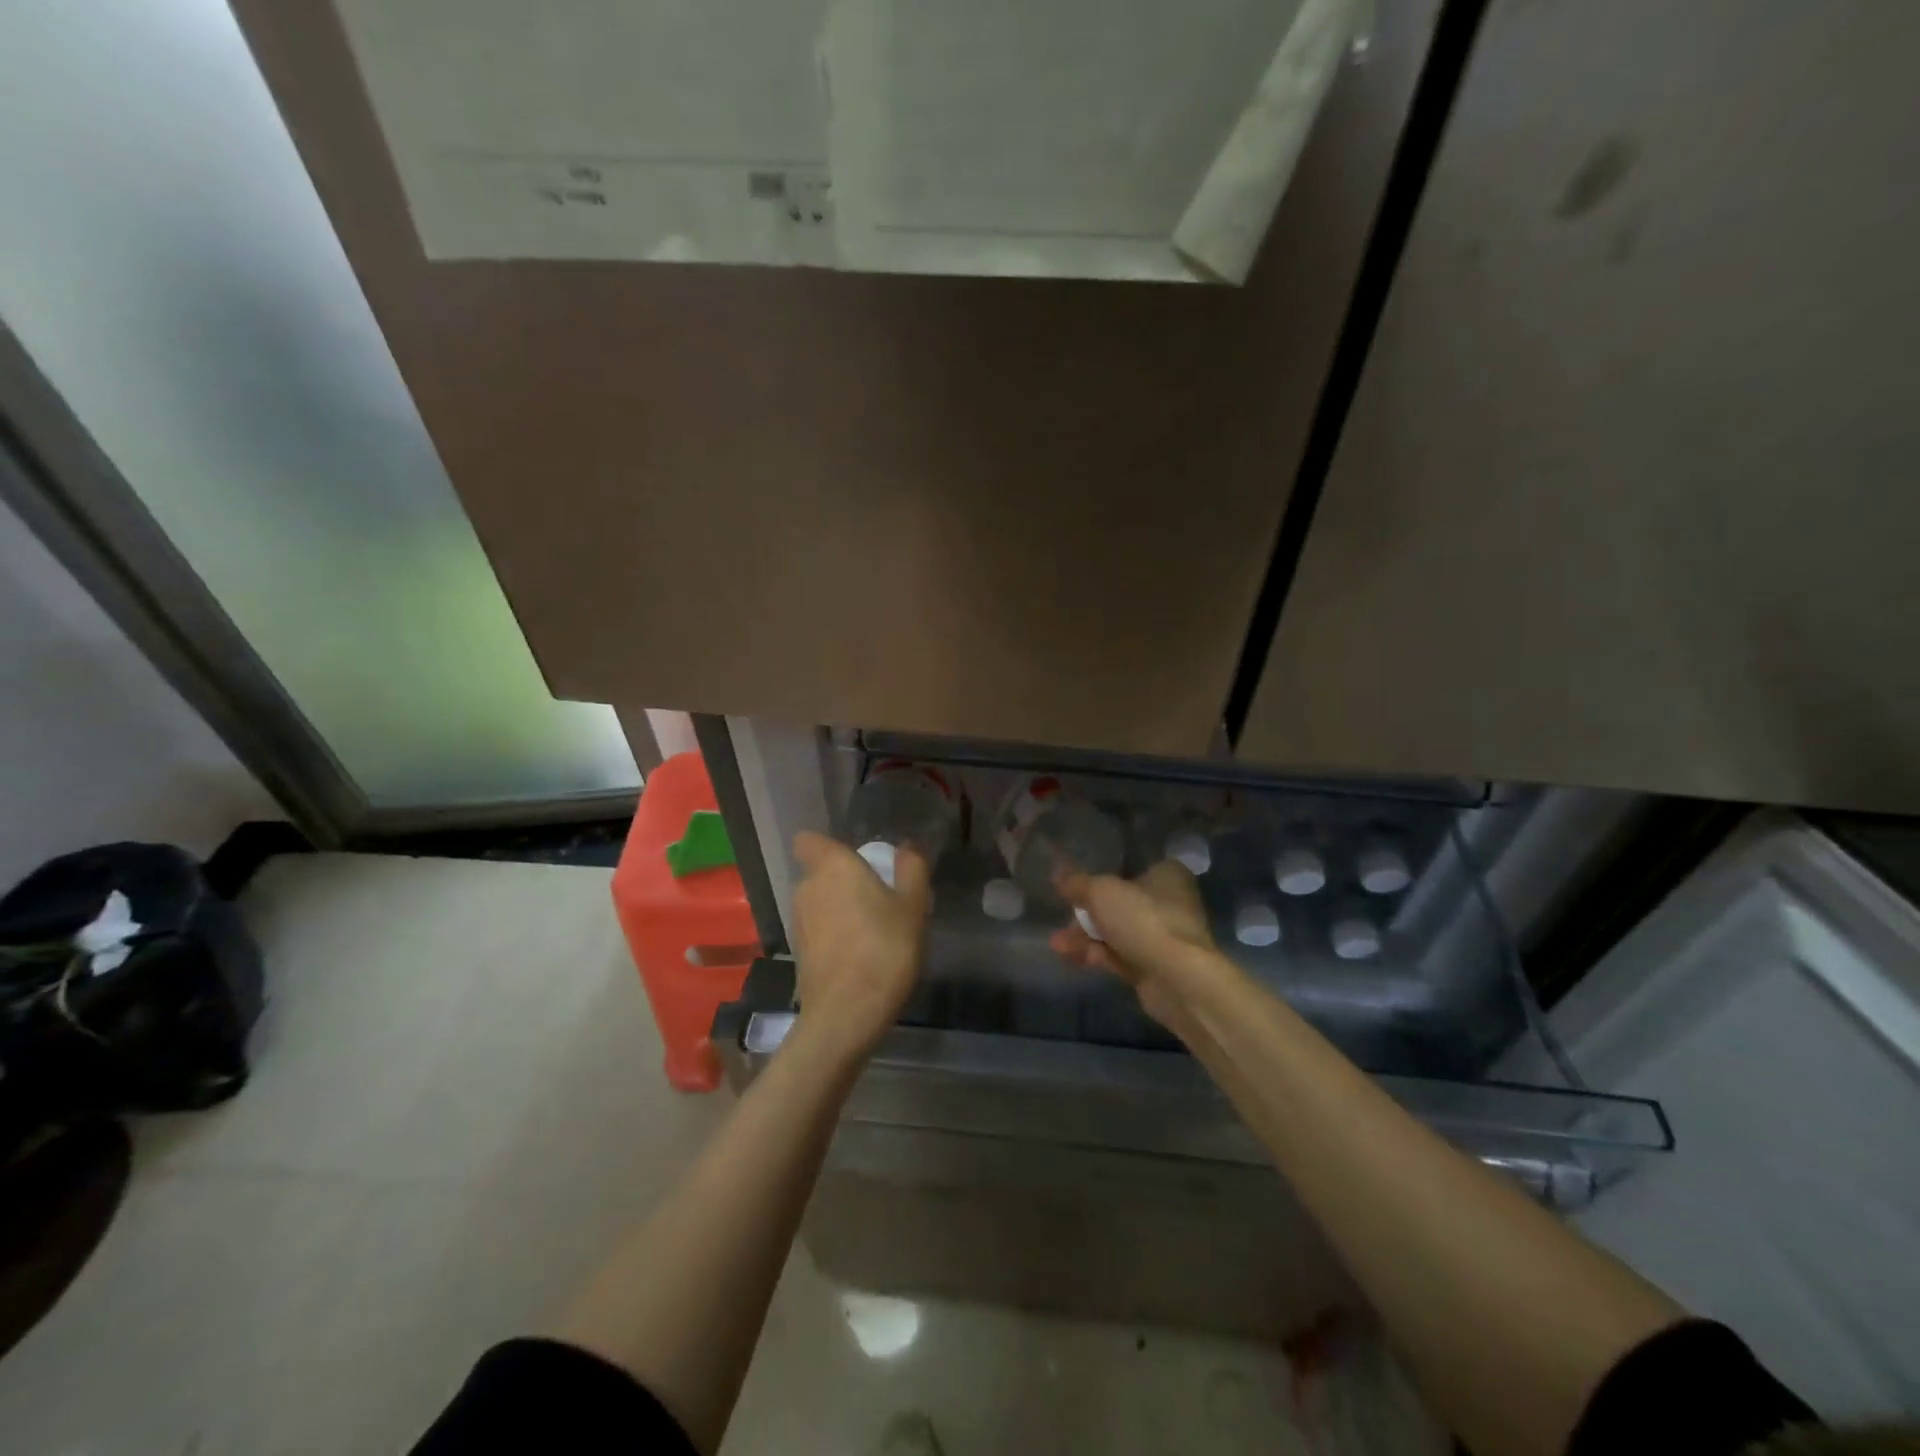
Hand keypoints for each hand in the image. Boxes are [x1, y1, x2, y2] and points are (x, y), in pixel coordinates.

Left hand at [788, 831, 930, 1060]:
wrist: (846, 1014)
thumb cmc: (884, 949)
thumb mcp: (913, 906)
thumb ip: (911, 869)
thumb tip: (906, 848)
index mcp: (832, 866)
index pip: (809, 840)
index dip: (827, 845)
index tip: (856, 858)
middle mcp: (807, 887)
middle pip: (820, 871)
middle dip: (843, 879)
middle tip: (878, 896)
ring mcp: (798, 921)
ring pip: (819, 901)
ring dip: (839, 908)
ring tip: (872, 928)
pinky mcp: (798, 951)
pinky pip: (817, 928)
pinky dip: (833, 933)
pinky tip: (859, 953)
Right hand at [1049, 860, 1218, 1026]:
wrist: (1177, 980)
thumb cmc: (1143, 920)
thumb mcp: (1101, 892)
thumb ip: (1077, 882)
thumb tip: (1057, 871)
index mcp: (1167, 875)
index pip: (1131, 867)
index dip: (1102, 874)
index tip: (1075, 884)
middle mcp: (1169, 903)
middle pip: (1119, 902)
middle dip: (1086, 913)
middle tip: (1063, 917)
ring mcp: (1163, 938)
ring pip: (1116, 932)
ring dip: (1085, 936)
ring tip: (1057, 944)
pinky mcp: (1154, 967)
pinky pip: (1119, 955)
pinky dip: (1095, 954)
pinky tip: (1069, 956)